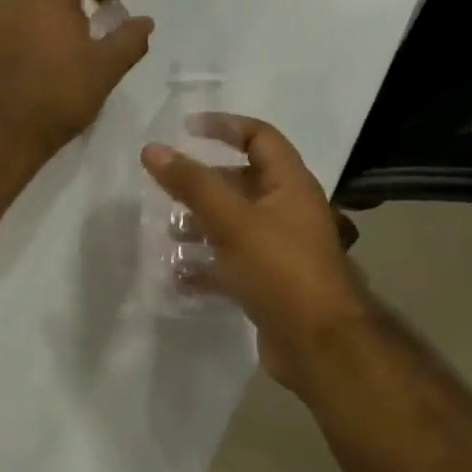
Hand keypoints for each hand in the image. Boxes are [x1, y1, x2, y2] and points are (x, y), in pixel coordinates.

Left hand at [0, 0, 153, 159]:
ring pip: (29, 5)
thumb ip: (129, 40)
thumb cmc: (57, 95)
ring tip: (65, 56)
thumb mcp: (106, 69)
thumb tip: (143, 22)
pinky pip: (11, 27)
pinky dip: (29, 36)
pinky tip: (39, 69)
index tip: (112, 14)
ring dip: (51, 20)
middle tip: (92, 38)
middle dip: (76, 3)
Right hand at [141, 115, 371, 395]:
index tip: (185, 129)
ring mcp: (278, 250)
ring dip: (198, 227)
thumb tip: (153, 149)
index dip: (225, 127)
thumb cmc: (280, 269)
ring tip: (166, 236)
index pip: (259, 137)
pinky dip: (204, 268)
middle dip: (201, 186)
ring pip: (231, 227)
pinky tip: (178, 278)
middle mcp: (286, 212)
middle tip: (164, 191)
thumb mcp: (233, 220)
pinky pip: (230, 266)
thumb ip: (192, 184)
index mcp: (289, 185)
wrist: (319, 344)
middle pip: (240, 184)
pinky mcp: (267, 284)